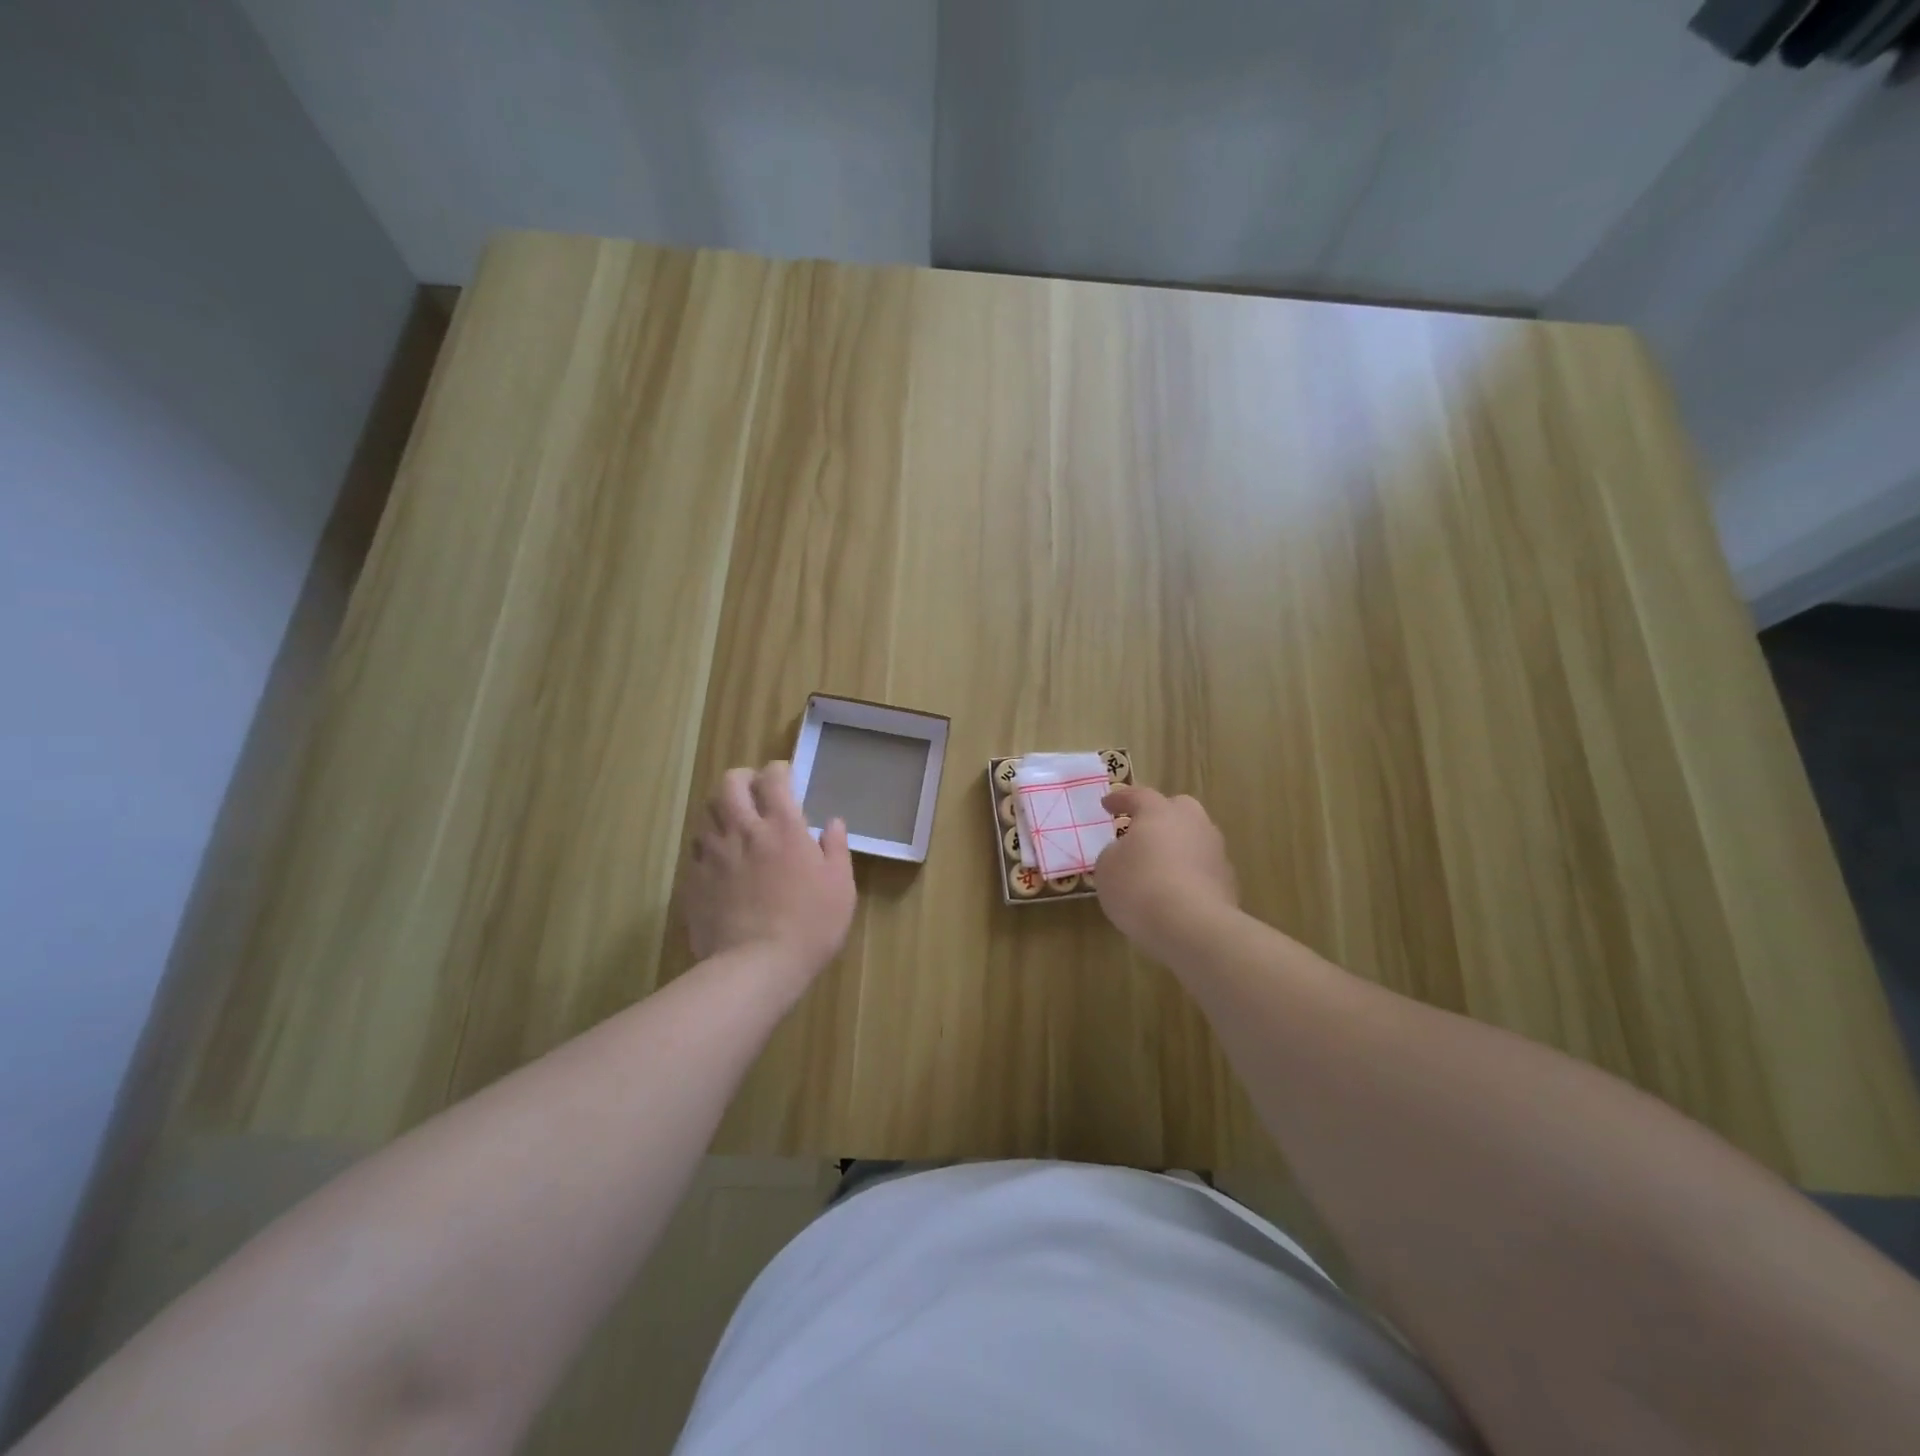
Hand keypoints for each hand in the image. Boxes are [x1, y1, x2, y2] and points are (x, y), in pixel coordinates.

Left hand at [685, 762, 855, 985]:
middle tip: (754, 791)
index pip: (773, 779)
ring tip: (735, 826)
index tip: (786, 776)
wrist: (757, 966)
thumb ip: (836, 848)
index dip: (778, 771)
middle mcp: (743, 831)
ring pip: (706, 814)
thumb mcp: (840, 886)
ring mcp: (713, 855)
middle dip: (742, 779)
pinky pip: (696, 851)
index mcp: (783, 827)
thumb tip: (833, 822)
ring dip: (722, 812)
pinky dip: (708, 847)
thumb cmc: (810, 924)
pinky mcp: (693, 881)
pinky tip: (719, 862)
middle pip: (729, 784)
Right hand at [1095, 785, 1237, 954]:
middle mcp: (1193, 823)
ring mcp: (1215, 852)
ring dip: (1177, 846)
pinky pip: (1202, 868)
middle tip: (1142, 831)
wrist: (1194, 927)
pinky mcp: (1227, 882)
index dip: (1120, 798)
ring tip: (1157, 867)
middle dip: (1160, 816)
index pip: (1138, 795)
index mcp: (1159, 812)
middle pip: (1178, 808)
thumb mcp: (1107, 868)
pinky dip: (1188, 874)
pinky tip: (1175, 894)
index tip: (1107, 804)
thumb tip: (1126, 852)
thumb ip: (1114, 852)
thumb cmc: (1140, 888)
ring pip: (1194, 838)